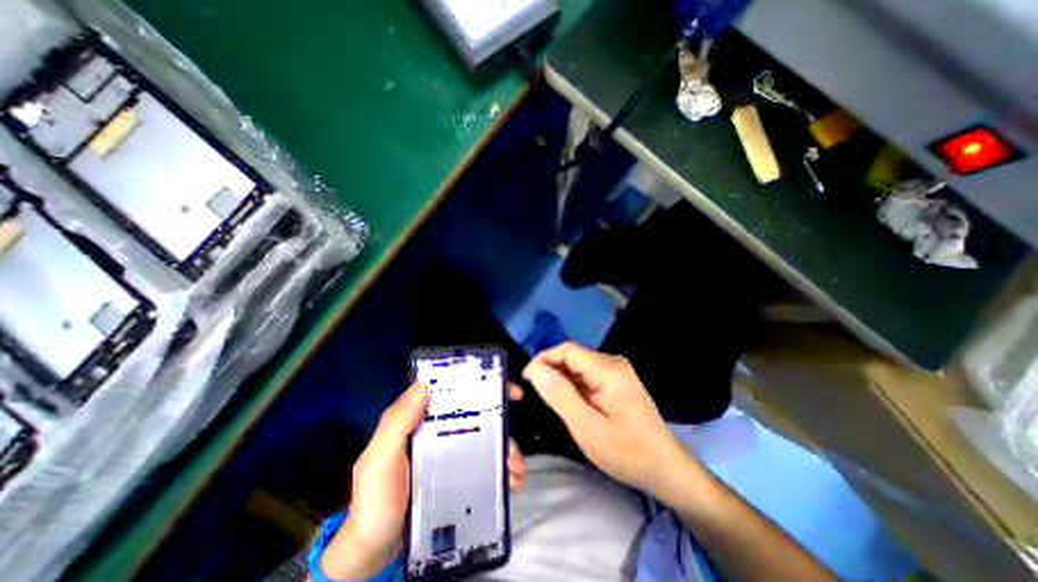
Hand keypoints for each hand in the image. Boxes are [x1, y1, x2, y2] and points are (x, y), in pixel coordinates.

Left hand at [324, 382, 528, 581]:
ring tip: (517, 471)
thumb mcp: (379, 460)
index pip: (455, 392)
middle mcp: (440, 430)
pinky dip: (502, 469)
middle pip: (479, 416)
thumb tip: (423, 385)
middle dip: (503, 425)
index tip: (508, 392)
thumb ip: (396, 423)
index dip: (483, 387)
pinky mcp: (459, 475)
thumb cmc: (375, 501)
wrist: (374, 553)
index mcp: (423, 420)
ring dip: (507, 450)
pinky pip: (486, 464)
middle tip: (515, 447)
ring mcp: (452, 453)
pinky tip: (512, 482)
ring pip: (487, 440)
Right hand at [525, 342, 690, 500]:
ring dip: (560, 379)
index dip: (543, 359)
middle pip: (572, 356)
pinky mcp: (616, 380)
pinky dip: (572, 385)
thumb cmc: (627, 452)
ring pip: (577, 365)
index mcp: (609, 369)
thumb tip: (535, 369)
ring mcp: (616, 370)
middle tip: (536, 395)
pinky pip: (586, 374)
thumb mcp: (587, 428)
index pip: (567, 350)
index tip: (527, 380)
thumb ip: (560, 395)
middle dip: (551, 371)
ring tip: (551, 401)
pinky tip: (569, 402)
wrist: (665, 468)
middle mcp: (613, 362)